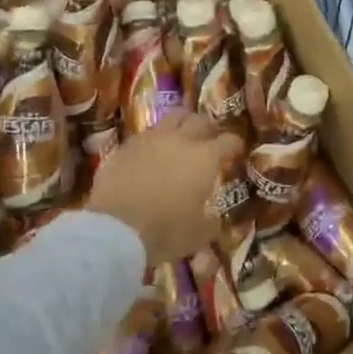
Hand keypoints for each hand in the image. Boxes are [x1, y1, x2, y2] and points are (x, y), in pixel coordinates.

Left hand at [87, 111, 242, 262]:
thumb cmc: (165, 230)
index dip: (235, 145)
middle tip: (210, 138)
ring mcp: (150, 139)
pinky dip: (155, 140)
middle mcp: (180, 140)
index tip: (236, 150)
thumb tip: (214, 219)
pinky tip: (152, 153)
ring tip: (182, 137)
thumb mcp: (198, 235)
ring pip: (172, 118)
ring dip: (182, 125)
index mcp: (205, 158)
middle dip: (209, 127)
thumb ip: (210, 223)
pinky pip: (146, 134)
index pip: (228, 141)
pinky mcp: (126, 146)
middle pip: (200, 120)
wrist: (115, 227)